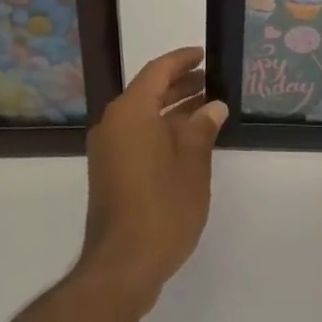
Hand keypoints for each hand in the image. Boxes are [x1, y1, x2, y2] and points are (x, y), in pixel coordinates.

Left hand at [78, 46, 227, 313]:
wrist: (121, 266)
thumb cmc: (162, 208)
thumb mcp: (192, 164)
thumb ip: (202, 129)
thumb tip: (212, 107)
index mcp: (130, 112)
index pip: (157, 71)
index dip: (182, 60)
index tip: (204, 55)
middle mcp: (114, 124)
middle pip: (148, 91)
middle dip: (180, 84)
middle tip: (212, 81)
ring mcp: (109, 150)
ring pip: (143, 116)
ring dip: (173, 109)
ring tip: (208, 108)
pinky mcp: (110, 172)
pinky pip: (137, 136)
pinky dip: (161, 130)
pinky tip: (189, 140)